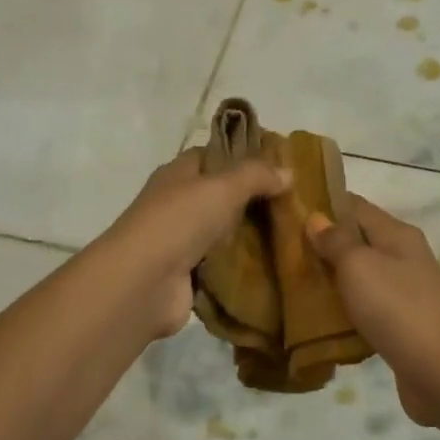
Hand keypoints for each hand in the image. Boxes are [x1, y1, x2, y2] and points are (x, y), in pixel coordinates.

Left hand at [100, 148, 289, 338]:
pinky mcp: (188, 276)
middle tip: (296, 204)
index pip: (213, 156)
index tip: (280, 164)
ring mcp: (181, 242)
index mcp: (178, 174)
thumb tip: (288, 171)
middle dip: (255, 200)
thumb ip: (256, 176)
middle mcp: (178, 204)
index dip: (243, 156)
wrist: (143, 284)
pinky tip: (275, 266)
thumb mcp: (223, 187)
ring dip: (252, 237)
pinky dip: (243, 268)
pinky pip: (223, 266)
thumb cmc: (179, 222)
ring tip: (294, 236)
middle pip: (222, 196)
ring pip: (224, 233)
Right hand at [306, 196, 439, 424]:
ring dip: (332, 278)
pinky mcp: (403, 323)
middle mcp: (404, 256)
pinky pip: (367, 306)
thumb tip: (316, 218)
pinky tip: (321, 318)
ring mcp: (406, 291)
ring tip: (294, 283)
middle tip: (282, 251)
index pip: (355, 206)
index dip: (322, 204)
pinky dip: (345, 307)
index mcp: (397, 234)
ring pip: (361, 274)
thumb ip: (336, 241)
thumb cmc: (397, 308)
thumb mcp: (359, 265)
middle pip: (358, 240)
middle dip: (322, 244)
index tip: (287, 211)